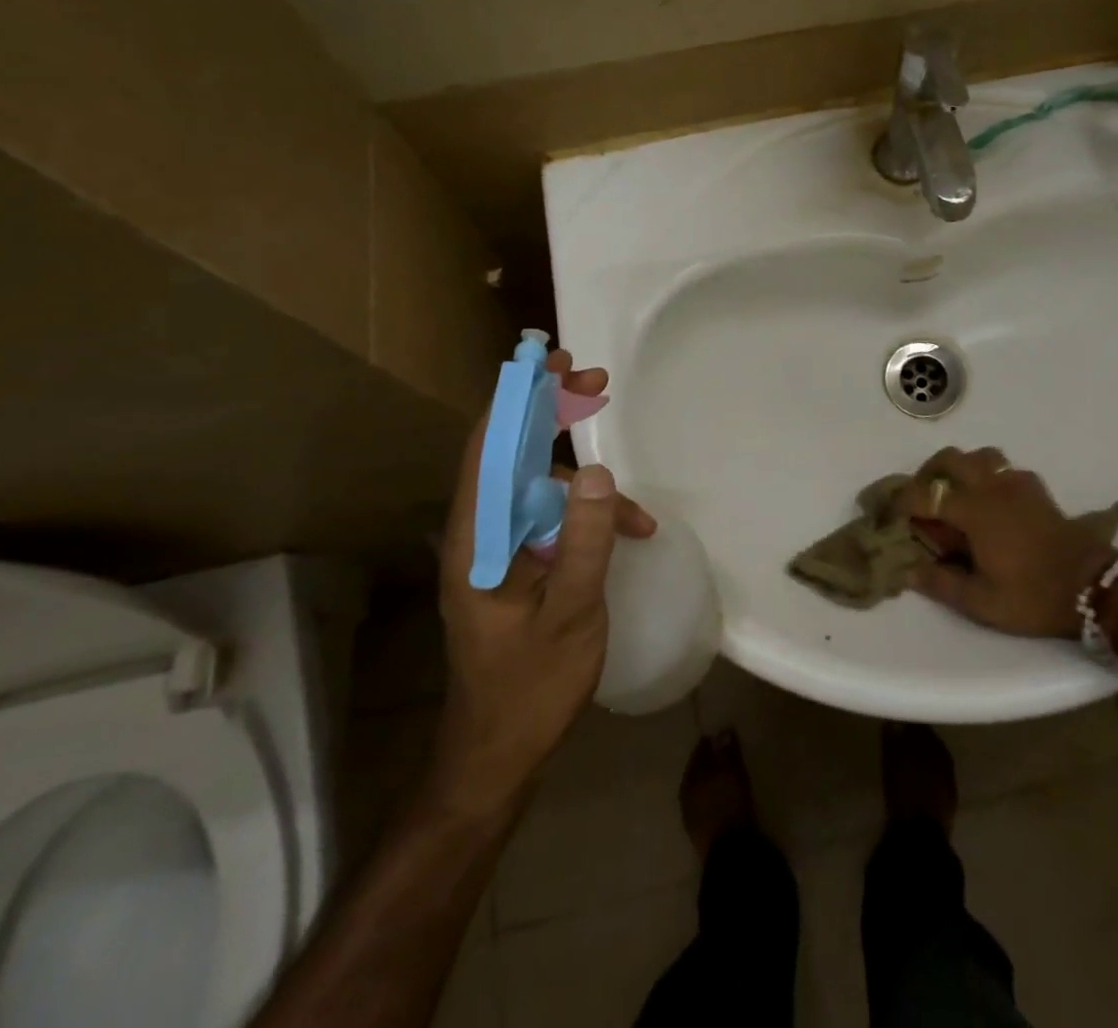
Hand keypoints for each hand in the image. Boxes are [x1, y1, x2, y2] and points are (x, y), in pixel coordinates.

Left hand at [427, 351, 656, 812]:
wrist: (497, 754)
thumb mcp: (571, 615)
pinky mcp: (515, 567)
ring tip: (638, 514)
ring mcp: (497, 551)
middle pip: (511, 453)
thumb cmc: (530, 687)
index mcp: (478, 539)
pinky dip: (587, 518)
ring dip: (584, 484)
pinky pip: (550, 521)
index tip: (551, 362)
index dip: (517, 398)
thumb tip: (601, 474)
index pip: (489, 448)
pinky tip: (627, 537)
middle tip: (594, 384)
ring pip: (537, 489)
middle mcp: (480, 534)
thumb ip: (585, 543)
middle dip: (551, 415)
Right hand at [897, 447, 1117, 638]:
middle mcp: (992, 487)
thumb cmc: (1034, 596)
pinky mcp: (1037, 490)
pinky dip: (989, 477)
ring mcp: (1017, 484)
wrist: (1094, 588)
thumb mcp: (982, 602)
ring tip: (955, 495)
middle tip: (921, 499)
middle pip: (950, 458)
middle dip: (928, 473)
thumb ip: (941, 584)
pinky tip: (991, 503)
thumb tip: (908, 570)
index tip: (889, 515)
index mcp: (974, 511)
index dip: (901, 502)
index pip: (925, 494)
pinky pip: (1004, 469)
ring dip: (961, 469)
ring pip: (980, 456)